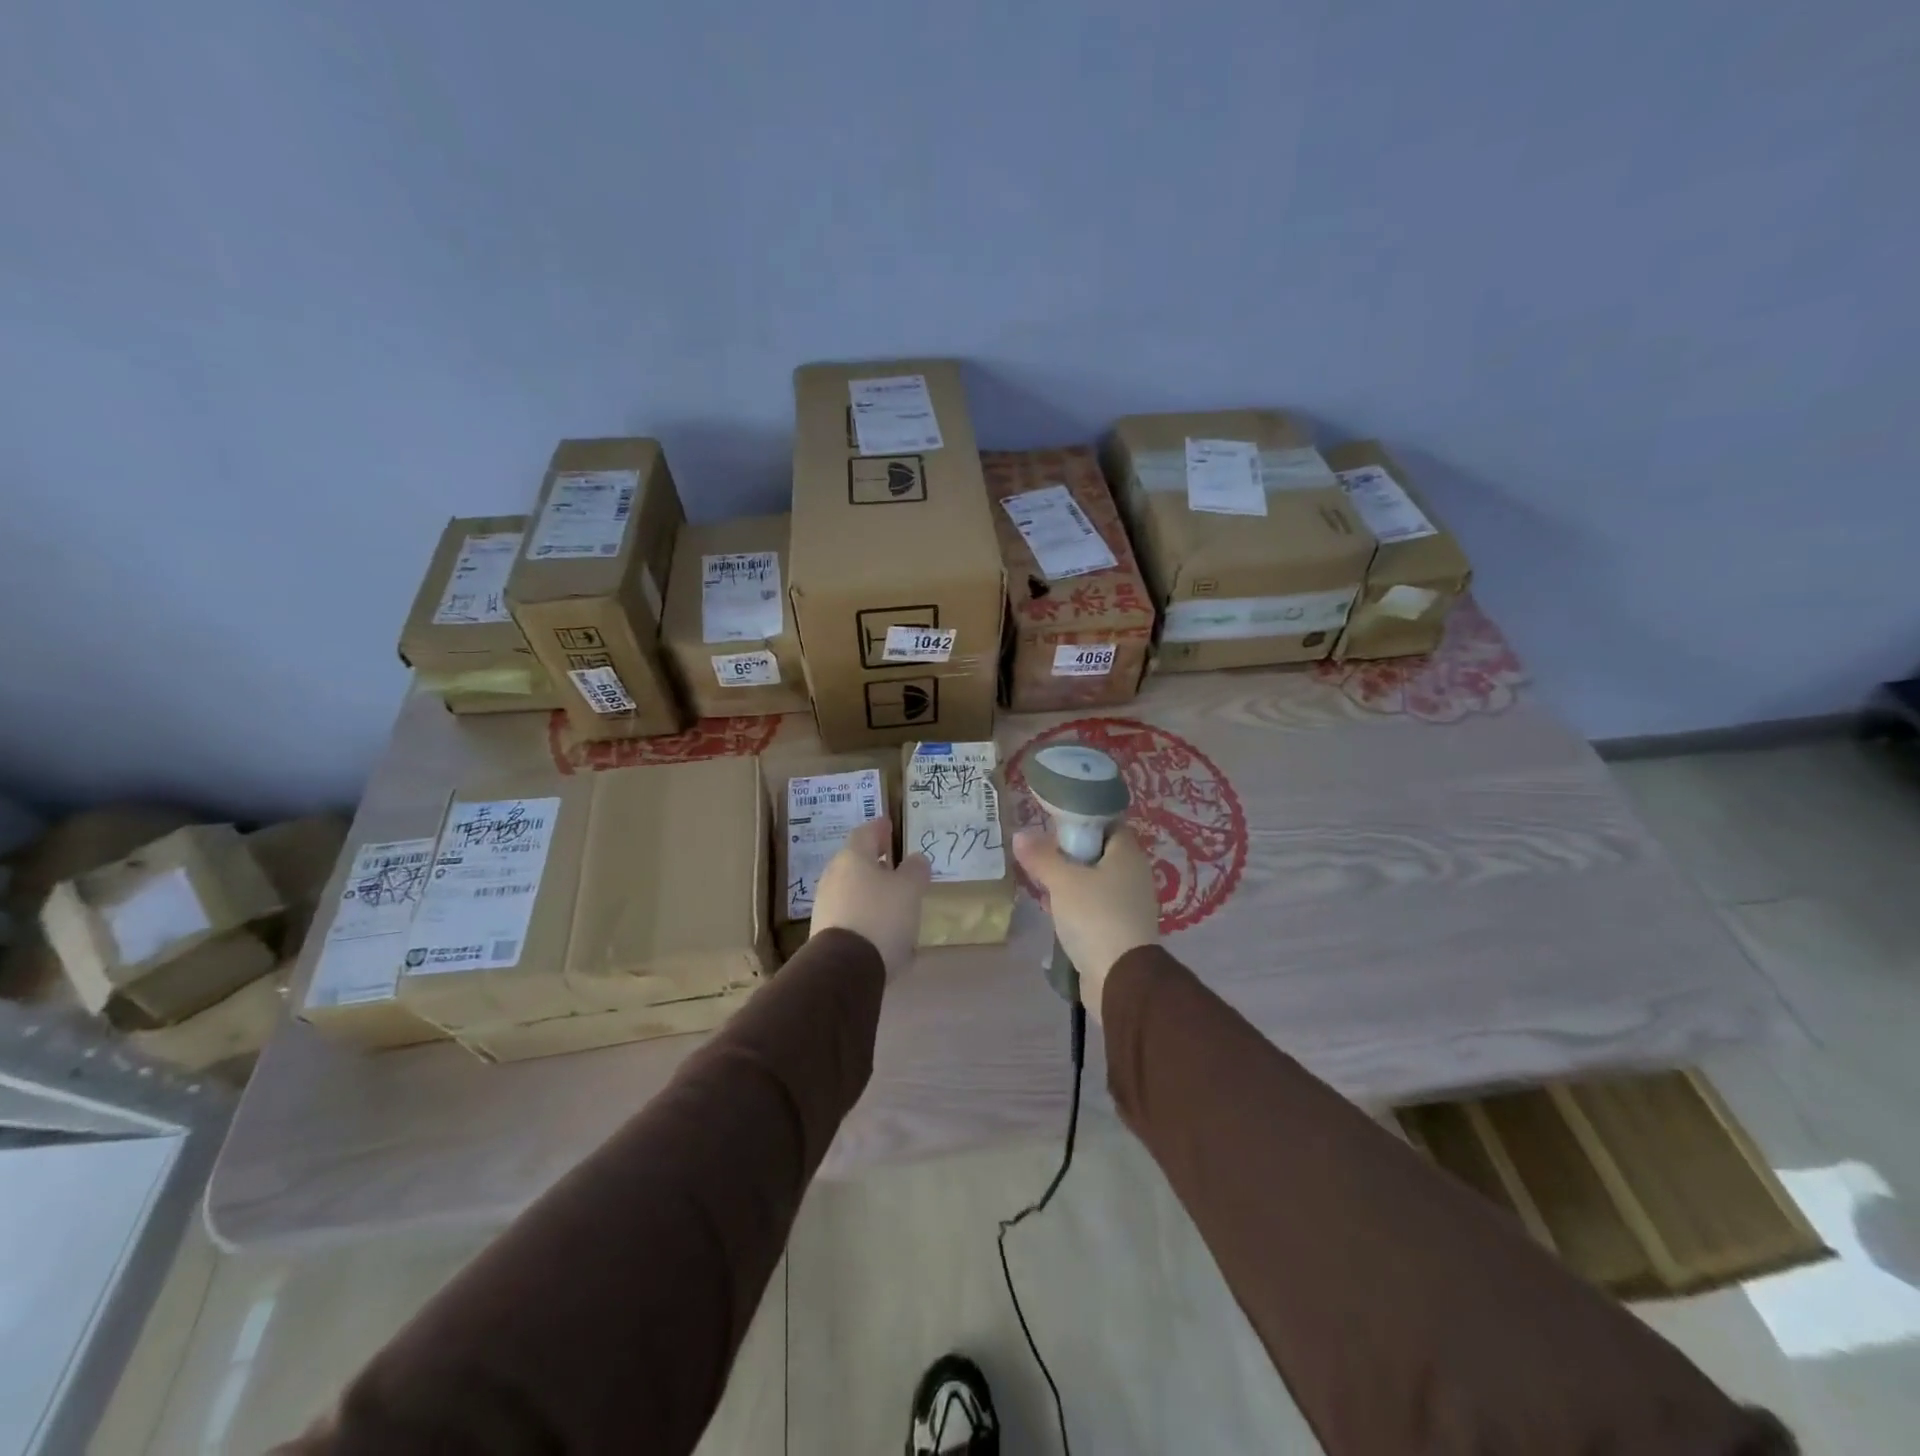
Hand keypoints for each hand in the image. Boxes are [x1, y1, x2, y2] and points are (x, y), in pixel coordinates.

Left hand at [810, 819, 929, 978]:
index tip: (889, 825)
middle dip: (876, 863)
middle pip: (856, 863)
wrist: (844, 969)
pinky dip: (869, 919)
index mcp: (853, 858)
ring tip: (896, 903)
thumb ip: (915, 870)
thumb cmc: (881, 916)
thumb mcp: (910, 889)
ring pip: (854, 892)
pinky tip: (887, 935)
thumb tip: (916, 859)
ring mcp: (826, 907)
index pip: (865, 833)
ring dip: (874, 894)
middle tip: (895, 865)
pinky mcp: (826, 935)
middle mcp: (834, 877)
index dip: (879, 828)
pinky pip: (853, 918)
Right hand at [1012, 826, 1160, 1019]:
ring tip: (1040, 884)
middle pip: (1098, 854)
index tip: (1052, 827)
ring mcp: (1129, 904)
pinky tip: (1051, 912)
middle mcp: (1133, 875)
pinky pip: (1094, 908)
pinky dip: (1074, 906)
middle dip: (1068, 855)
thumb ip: (1041, 857)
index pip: (1107, 824)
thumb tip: (1020, 835)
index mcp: (1127, 854)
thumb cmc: (1095, 916)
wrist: (1120, 978)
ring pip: (1094, 882)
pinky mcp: (1120, 929)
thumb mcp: (1062, 881)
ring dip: (1068, 883)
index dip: (1080, 822)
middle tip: (1039, 857)